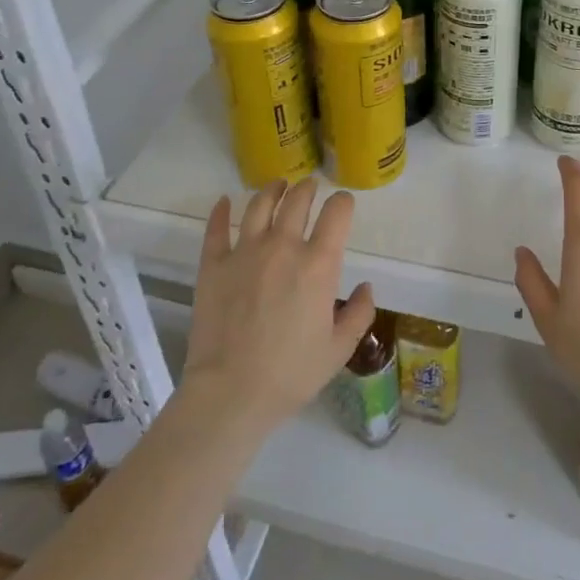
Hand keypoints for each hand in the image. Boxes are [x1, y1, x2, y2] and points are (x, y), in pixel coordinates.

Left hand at [183, 179, 375, 432]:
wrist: (231, 393)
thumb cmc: (291, 374)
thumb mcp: (338, 350)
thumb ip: (359, 314)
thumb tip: (365, 287)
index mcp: (318, 264)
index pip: (337, 212)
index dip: (343, 202)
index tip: (343, 204)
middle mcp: (283, 246)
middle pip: (298, 200)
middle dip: (308, 188)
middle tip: (310, 188)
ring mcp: (244, 252)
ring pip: (259, 204)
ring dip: (272, 190)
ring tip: (277, 186)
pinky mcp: (213, 265)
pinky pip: (217, 229)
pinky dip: (221, 211)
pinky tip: (224, 202)